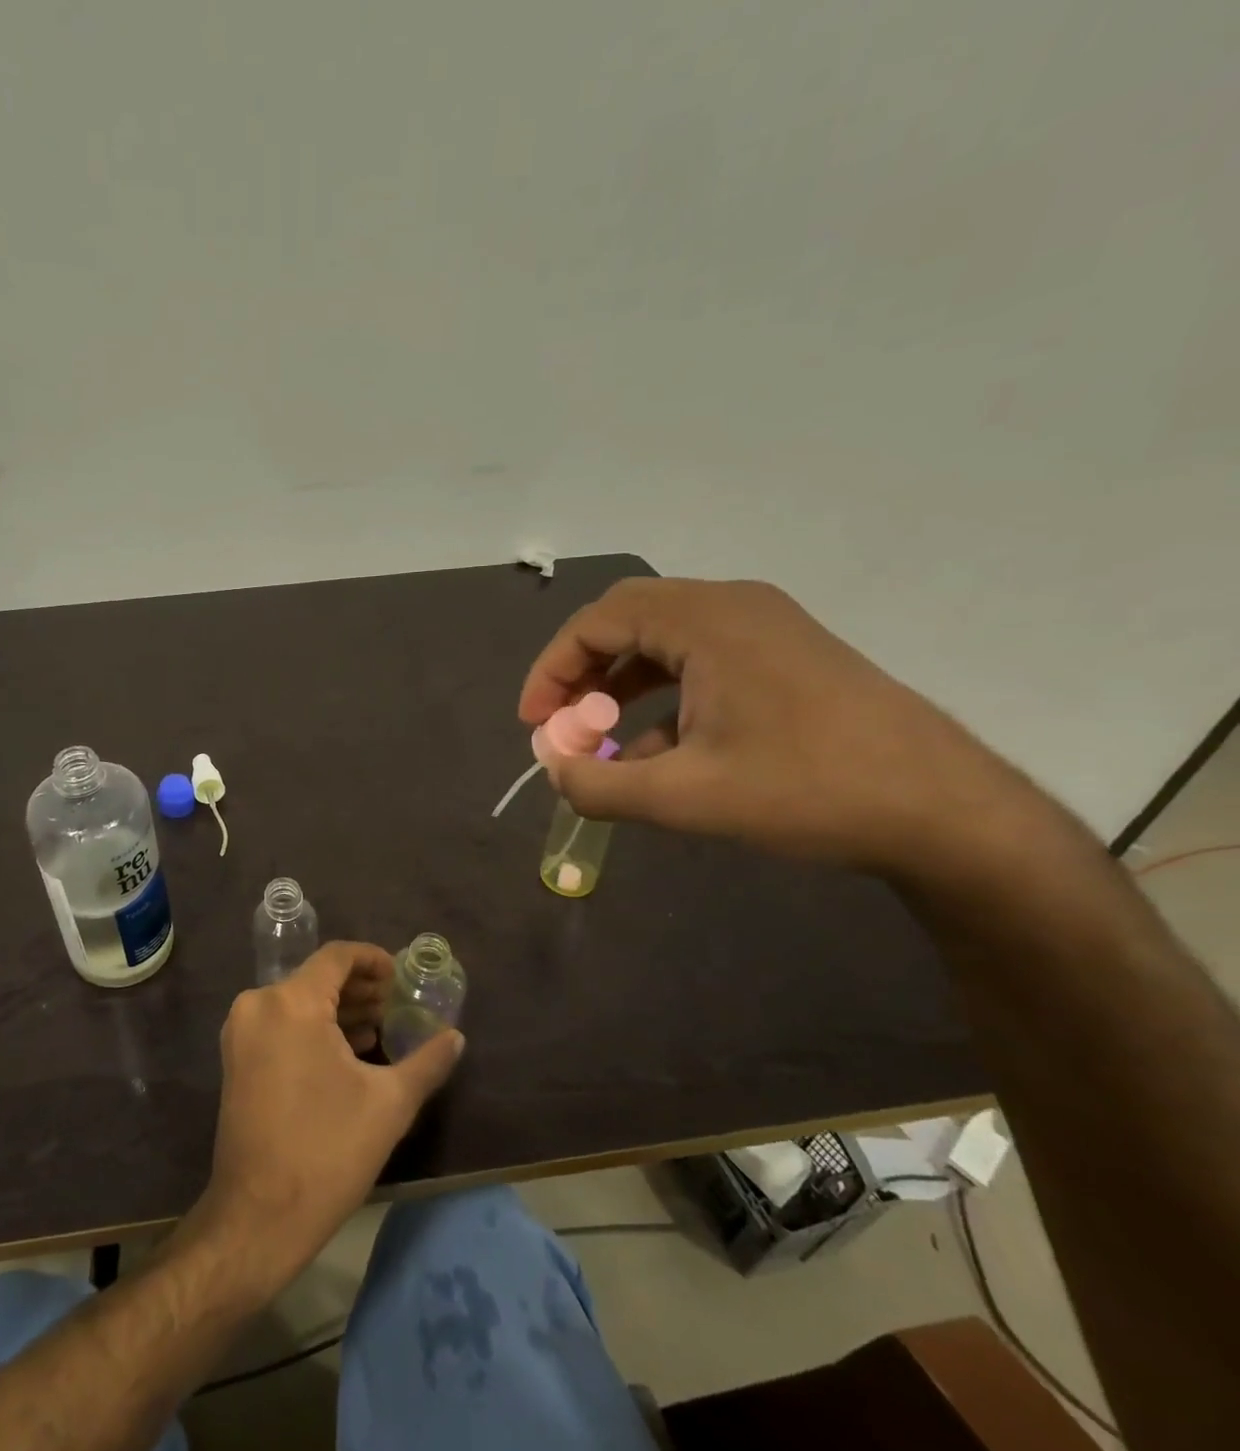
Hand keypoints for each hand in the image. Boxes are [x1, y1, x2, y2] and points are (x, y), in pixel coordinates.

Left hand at [192, 942, 463, 1292]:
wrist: (259, 1216)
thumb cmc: (327, 1152)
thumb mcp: (389, 1104)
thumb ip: (427, 1061)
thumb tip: (456, 1037)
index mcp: (292, 1002)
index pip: (336, 957)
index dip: (372, 959)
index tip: (401, 977)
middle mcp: (259, 1004)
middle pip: (316, 978)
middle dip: (359, 988)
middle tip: (397, 1006)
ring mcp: (241, 1032)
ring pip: (298, 1001)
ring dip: (338, 1010)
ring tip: (379, 1029)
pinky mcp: (236, 1058)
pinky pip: (280, 1024)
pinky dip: (313, 1028)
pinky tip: (347, 1051)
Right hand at [519, 578, 1032, 873]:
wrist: (946, 811)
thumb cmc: (807, 790)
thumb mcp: (685, 797)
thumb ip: (598, 787)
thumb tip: (553, 774)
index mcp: (706, 621)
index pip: (597, 621)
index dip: (552, 670)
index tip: (534, 723)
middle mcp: (733, 608)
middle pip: (627, 620)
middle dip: (582, 672)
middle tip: (560, 721)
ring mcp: (765, 629)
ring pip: (662, 641)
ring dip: (619, 685)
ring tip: (599, 740)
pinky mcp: (785, 657)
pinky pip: (700, 662)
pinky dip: (662, 697)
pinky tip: (655, 753)